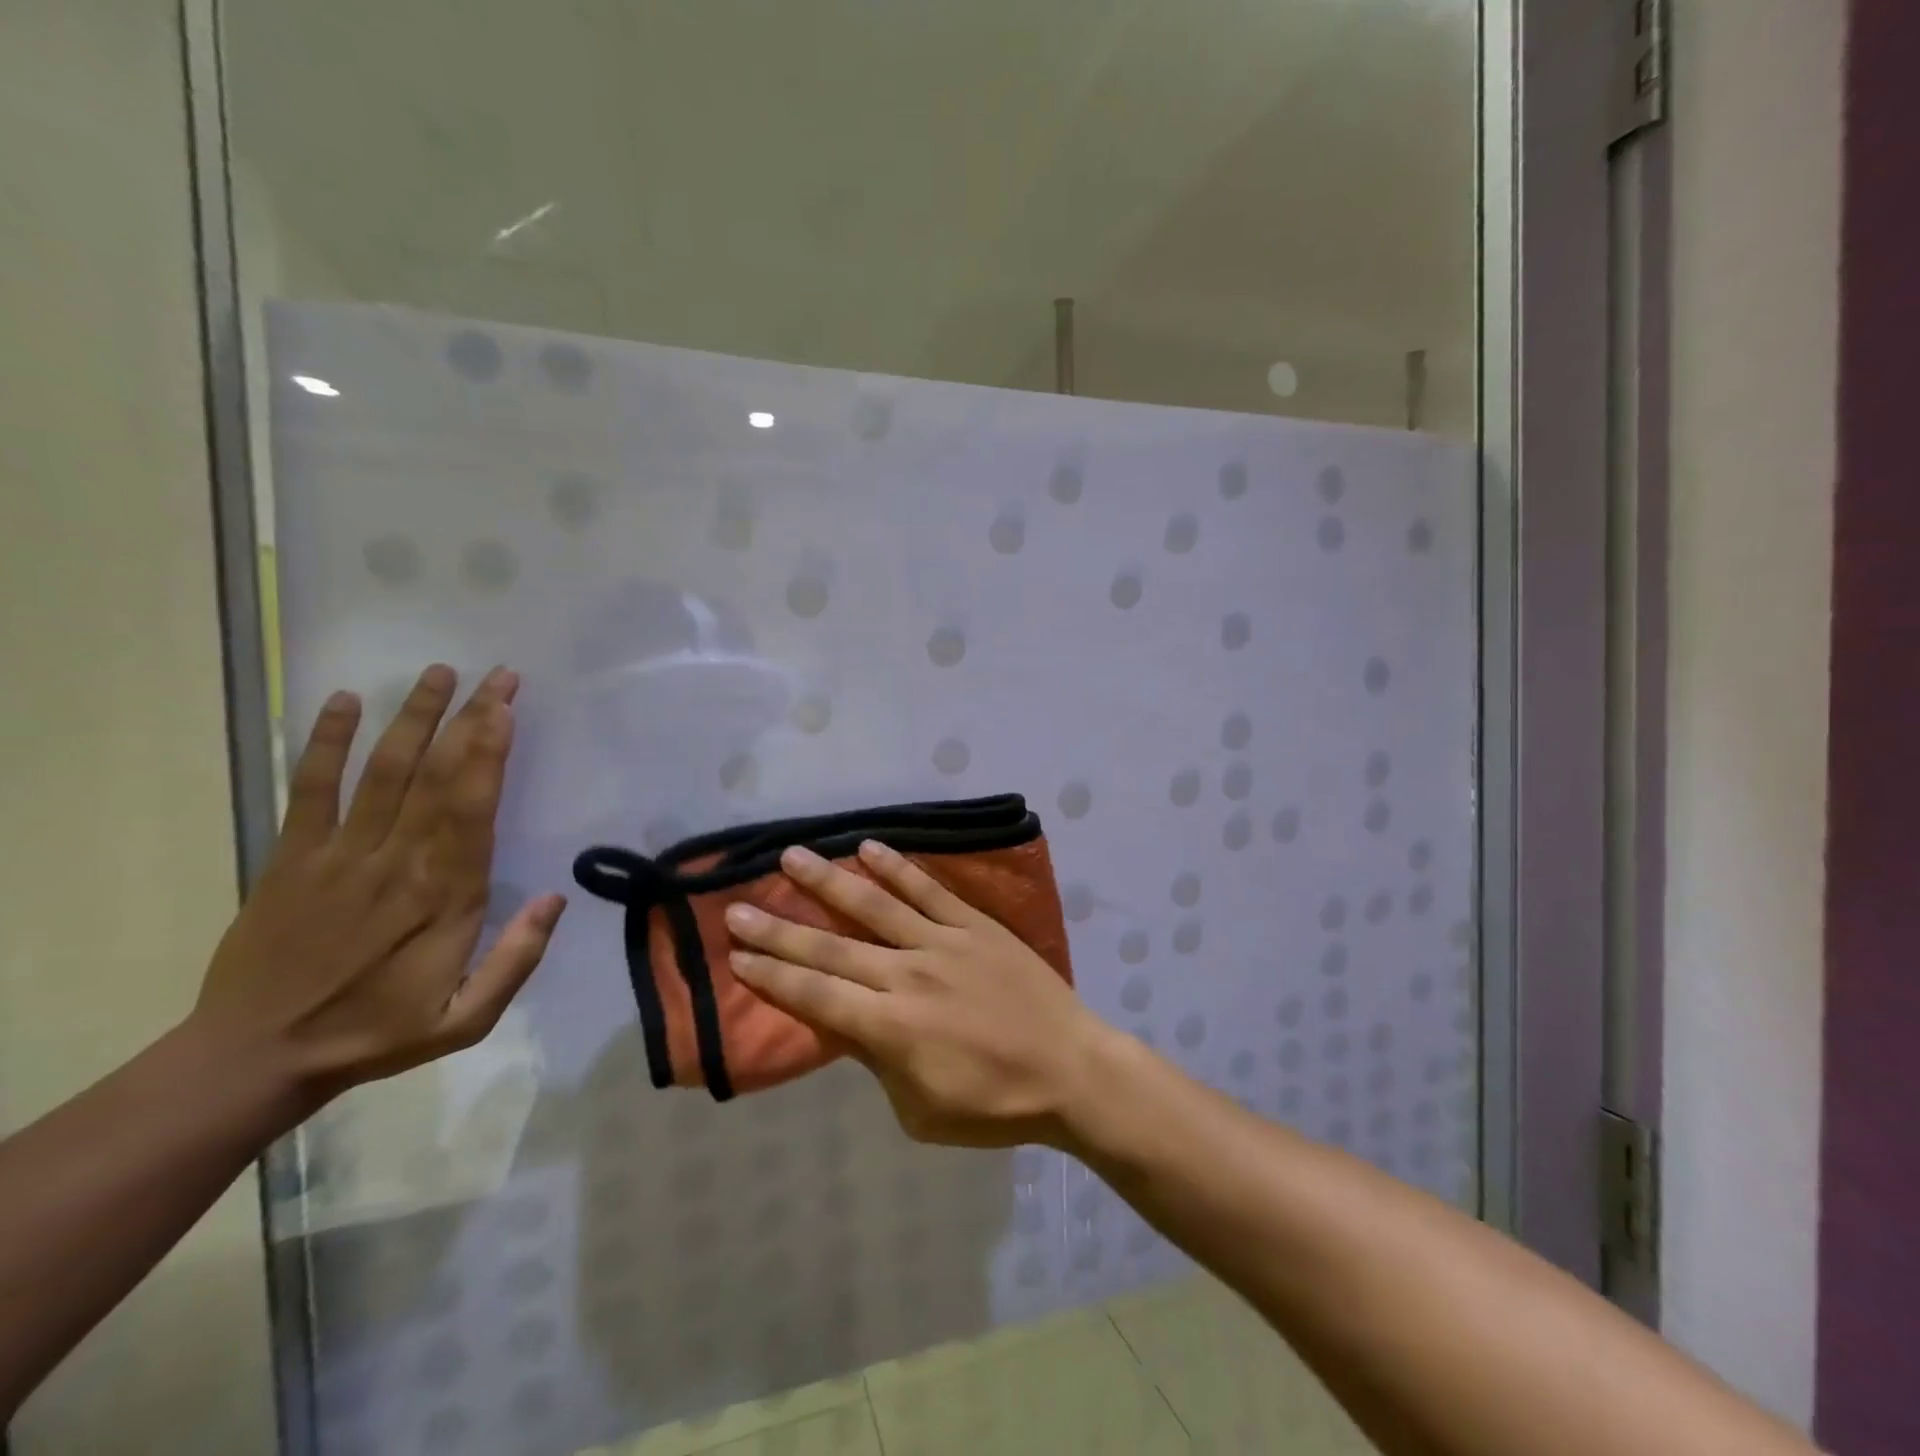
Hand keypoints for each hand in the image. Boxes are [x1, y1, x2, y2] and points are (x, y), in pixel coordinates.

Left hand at [192, 664, 564, 1107]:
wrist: (256, 1057)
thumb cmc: (375, 1033)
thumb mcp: (466, 1020)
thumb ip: (516, 960)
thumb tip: (556, 898)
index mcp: (445, 894)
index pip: (472, 807)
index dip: (490, 752)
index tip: (506, 708)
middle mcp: (397, 860)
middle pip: (437, 775)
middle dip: (469, 719)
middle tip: (497, 674)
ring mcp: (340, 854)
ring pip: (383, 771)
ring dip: (412, 717)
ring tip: (438, 672)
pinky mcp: (293, 858)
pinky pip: (310, 789)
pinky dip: (325, 743)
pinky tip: (344, 702)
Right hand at [725, 840, 1110, 1147]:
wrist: (1070, 1069)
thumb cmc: (994, 1105)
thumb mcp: (921, 1109)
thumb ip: (877, 1062)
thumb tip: (846, 1024)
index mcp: (891, 1029)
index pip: (817, 996)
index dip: (772, 976)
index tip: (737, 955)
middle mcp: (908, 976)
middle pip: (831, 949)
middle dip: (779, 931)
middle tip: (737, 908)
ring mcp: (943, 943)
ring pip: (874, 906)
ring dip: (828, 882)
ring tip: (791, 857)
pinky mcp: (974, 925)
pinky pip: (929, 891)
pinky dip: (897, 868)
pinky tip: (868, 847)